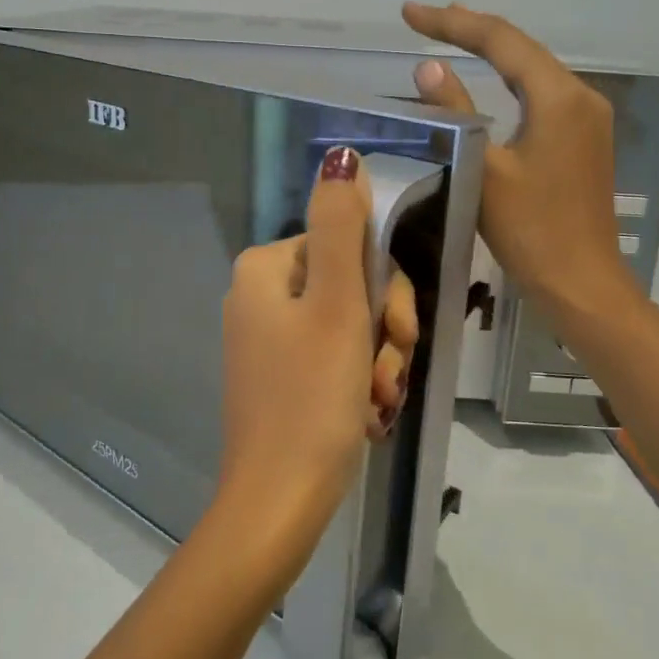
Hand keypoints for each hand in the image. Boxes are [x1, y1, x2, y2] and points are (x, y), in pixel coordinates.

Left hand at [217, 147, 420, 592]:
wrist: (280, 502)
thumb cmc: (312, 397)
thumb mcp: (337, 304)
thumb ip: (341, 225)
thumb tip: (341, 156)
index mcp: (265, 270)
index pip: (349, 246)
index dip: (386, 286)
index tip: (397, 330)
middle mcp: (261, 297)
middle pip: (352, 287)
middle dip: (384, 331)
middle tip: (389, 372)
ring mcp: (270, 341)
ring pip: (352, 327)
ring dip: (378, 362)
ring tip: (378, 402)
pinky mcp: (283, 378)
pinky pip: (336, 361)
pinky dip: (359, 385)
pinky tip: (367, 416)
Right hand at [401, 2, 627, 322]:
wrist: (583, 285)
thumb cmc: (532, 231)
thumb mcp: (485, 171)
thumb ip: (457, 114)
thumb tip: (427, 69)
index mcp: (559, 97)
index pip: (501, 41)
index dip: (452, 23)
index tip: (408, 14)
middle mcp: (580, 97)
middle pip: (522, 49)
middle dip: (474, 30)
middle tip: (428, 18)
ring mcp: (587, 120)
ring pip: (533, 71)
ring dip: (494, 53)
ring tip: (455, 35)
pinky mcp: (583, 141)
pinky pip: (541, 96)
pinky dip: (511, 81)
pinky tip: (493, 82)